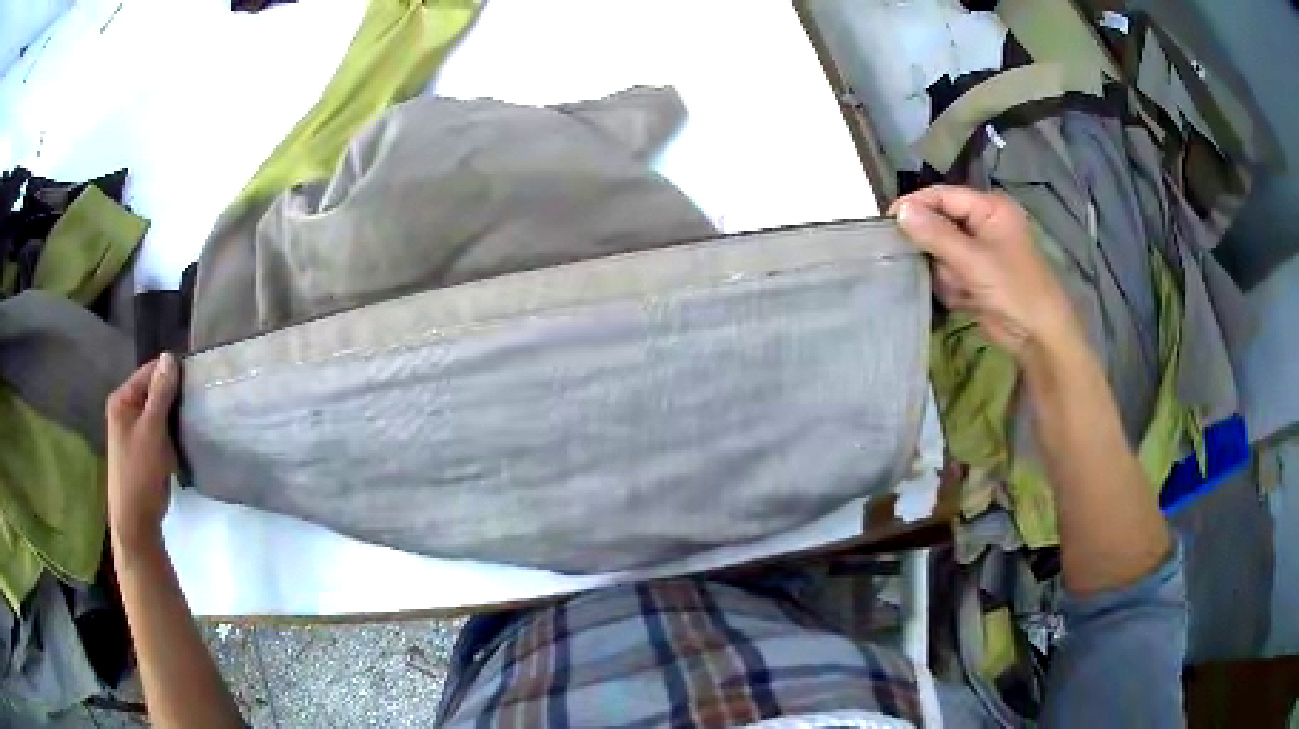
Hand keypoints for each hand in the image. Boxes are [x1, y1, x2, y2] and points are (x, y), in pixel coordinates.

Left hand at [107, 353, 180, 549]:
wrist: (136, 523)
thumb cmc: (140, 473)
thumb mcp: (152, 430)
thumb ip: (160, 393)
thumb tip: (170, 357)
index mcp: (122, 400)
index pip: (150, 371)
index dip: (171, 374)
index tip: (195, 381)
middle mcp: (125, 411)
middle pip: (154, 391)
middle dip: (174, 397)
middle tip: (196, 403)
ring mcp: (133, 432)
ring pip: (158, 413)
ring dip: (174, 417)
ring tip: (193, 421)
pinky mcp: (143, 451)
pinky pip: (159, 432)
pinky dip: (171, 434)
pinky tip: (183, 440)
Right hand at [889, 185, 1082, 361]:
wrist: (1039, 339)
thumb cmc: (1015, 291)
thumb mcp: (974, 260)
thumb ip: (936, 235)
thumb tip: (899, 211)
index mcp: (990, 208)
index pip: (943, 196)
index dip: (915, 206)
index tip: (885, 224)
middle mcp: (984, 224)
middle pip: (940, 223)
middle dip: (932, 247)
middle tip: (918, 262)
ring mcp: (980, 252)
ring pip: (941, 252)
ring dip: (943, 272)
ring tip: (957, 288)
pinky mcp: (976, 277)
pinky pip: (949, 273)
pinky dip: (950, 287)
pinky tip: (962, 299)